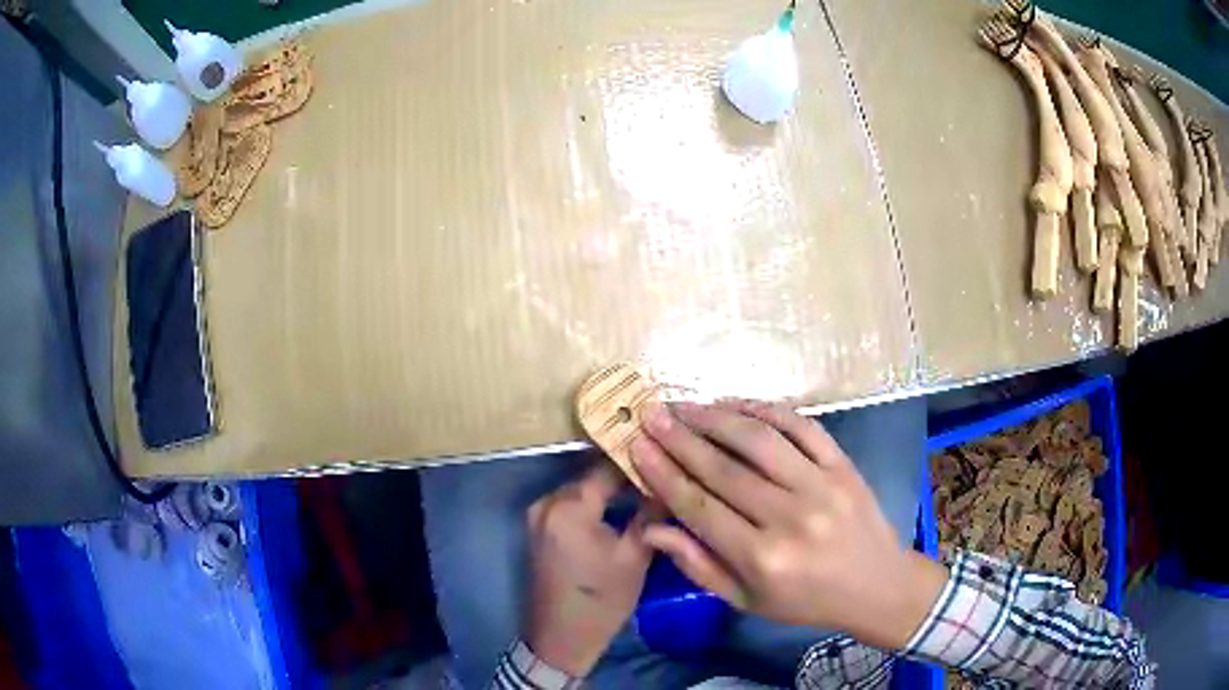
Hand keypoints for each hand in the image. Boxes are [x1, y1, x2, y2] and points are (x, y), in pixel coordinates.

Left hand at [523, 463, 655, 675]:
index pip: (609, 466)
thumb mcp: (634, 557)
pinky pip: (571, 504)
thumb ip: (650, 514)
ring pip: (582, 489)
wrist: (561, 637)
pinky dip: (594, 503)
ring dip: (610, 490)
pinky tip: (620, 509)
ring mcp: (538, 515)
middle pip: (593, 476)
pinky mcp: (538, 528)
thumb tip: (668, 482)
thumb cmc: (601, 600)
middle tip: (661, 476)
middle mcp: (547, 502)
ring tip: (647, 490)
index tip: (667, 459)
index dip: (639, 461)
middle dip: (626, 475)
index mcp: (569, 506)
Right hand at [630, 400, 946, 649]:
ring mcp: (821, 484)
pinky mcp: (842, 464)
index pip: (699, 507)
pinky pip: (801, 426)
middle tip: (651, 413)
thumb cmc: (806, 600)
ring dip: (717, 417)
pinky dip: (766, 409)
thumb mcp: (746, 600)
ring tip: (686, 406)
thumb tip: (652, 528)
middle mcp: (789, 517)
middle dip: (679, 437)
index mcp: (762, 557)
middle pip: (723, 468)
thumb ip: (698, 565)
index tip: (636, 445)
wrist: (877, 585)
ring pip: (759, 440)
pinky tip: (738, 403)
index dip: (663, 473)